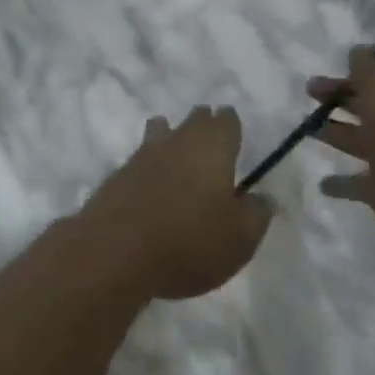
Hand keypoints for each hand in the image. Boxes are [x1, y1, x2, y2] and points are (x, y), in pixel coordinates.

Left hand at [79, 106, 273, 299]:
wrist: (115, 253)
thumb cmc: (190, 243)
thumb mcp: (240, 237)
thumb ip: (256, 213)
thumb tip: (260, 197)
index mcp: (211, 149)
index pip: (225, 123)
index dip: (229, 122)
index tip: (230, 121)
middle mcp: (175, 144)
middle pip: (191, 123)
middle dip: (201, 122)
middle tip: (206, 124)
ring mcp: (140, 158)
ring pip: (158, 134)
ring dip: (167, 134)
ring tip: (171, 136)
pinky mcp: (115, 178)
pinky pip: (139, 161)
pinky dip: (148, 164)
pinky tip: (149, 176)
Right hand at [309, 48, 374, 238]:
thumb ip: (364, 67)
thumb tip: (358, 51)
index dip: (371, 62)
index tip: (343, 61)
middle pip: (372, 102)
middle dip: (342, 95)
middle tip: (311, 88)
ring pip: (361, 140)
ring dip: (336, 133)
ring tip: (306, 127)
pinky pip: (359, 184)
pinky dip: (342, 184)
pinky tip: (322, 183)